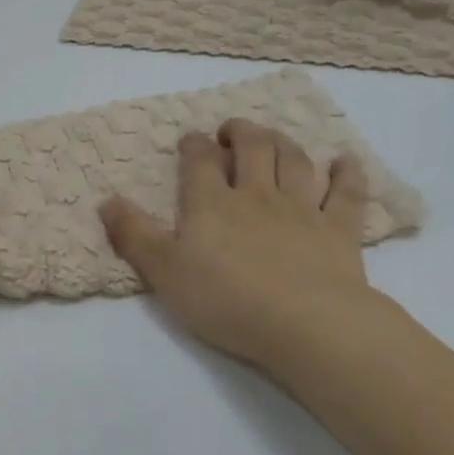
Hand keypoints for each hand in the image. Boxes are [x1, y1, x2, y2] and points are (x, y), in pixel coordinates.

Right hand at [100, 119, 381, 369]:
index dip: (194, 146)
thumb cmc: (226, 299)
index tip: (191, 140)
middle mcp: (257, 195)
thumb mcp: (163, 272)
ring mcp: (302, 209)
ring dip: (283, 142)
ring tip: (274, 136)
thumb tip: (107, 201)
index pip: (200, 162)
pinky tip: (344, 161)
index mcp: (212, 203)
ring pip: (294, 161)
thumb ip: (134, 235)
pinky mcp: (339, 230)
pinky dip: (346, 173)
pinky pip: (346, 193)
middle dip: (240, 132)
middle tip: (232, 131)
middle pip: (252, 148)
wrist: (305, 323)